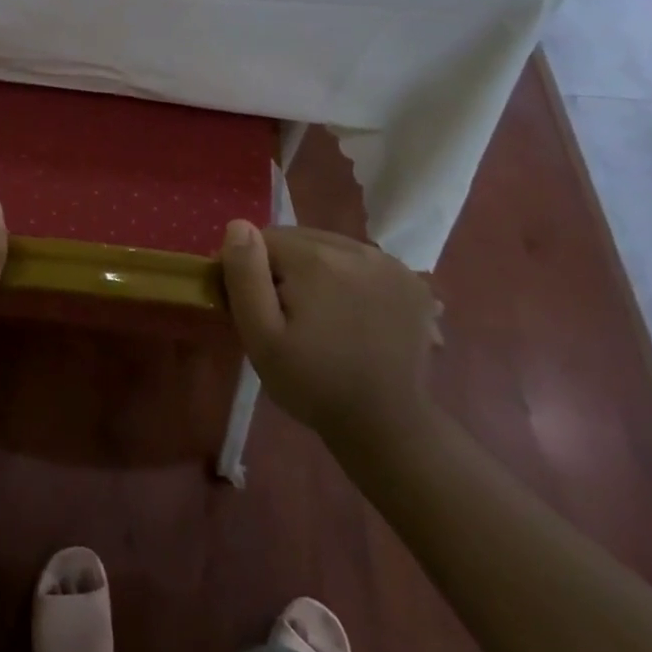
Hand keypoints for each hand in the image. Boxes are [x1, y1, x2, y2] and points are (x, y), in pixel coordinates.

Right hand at [220, 220, 440, 466]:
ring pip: (332, 247)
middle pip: (300, 239)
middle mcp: (356, 249)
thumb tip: (238, 225)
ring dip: (318, 269)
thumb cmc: (313, 383)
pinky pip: (363, 262)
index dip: (252, 269)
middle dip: (285, 267)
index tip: (255, 305)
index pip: (264, 238)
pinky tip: (353, 312)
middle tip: (287, 313)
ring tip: (321, 314)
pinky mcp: (413, 281)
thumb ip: (245, 276)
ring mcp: (390, 263)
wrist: (387, 426)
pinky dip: (351, 277)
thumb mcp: (261, 337)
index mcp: (316, 258)